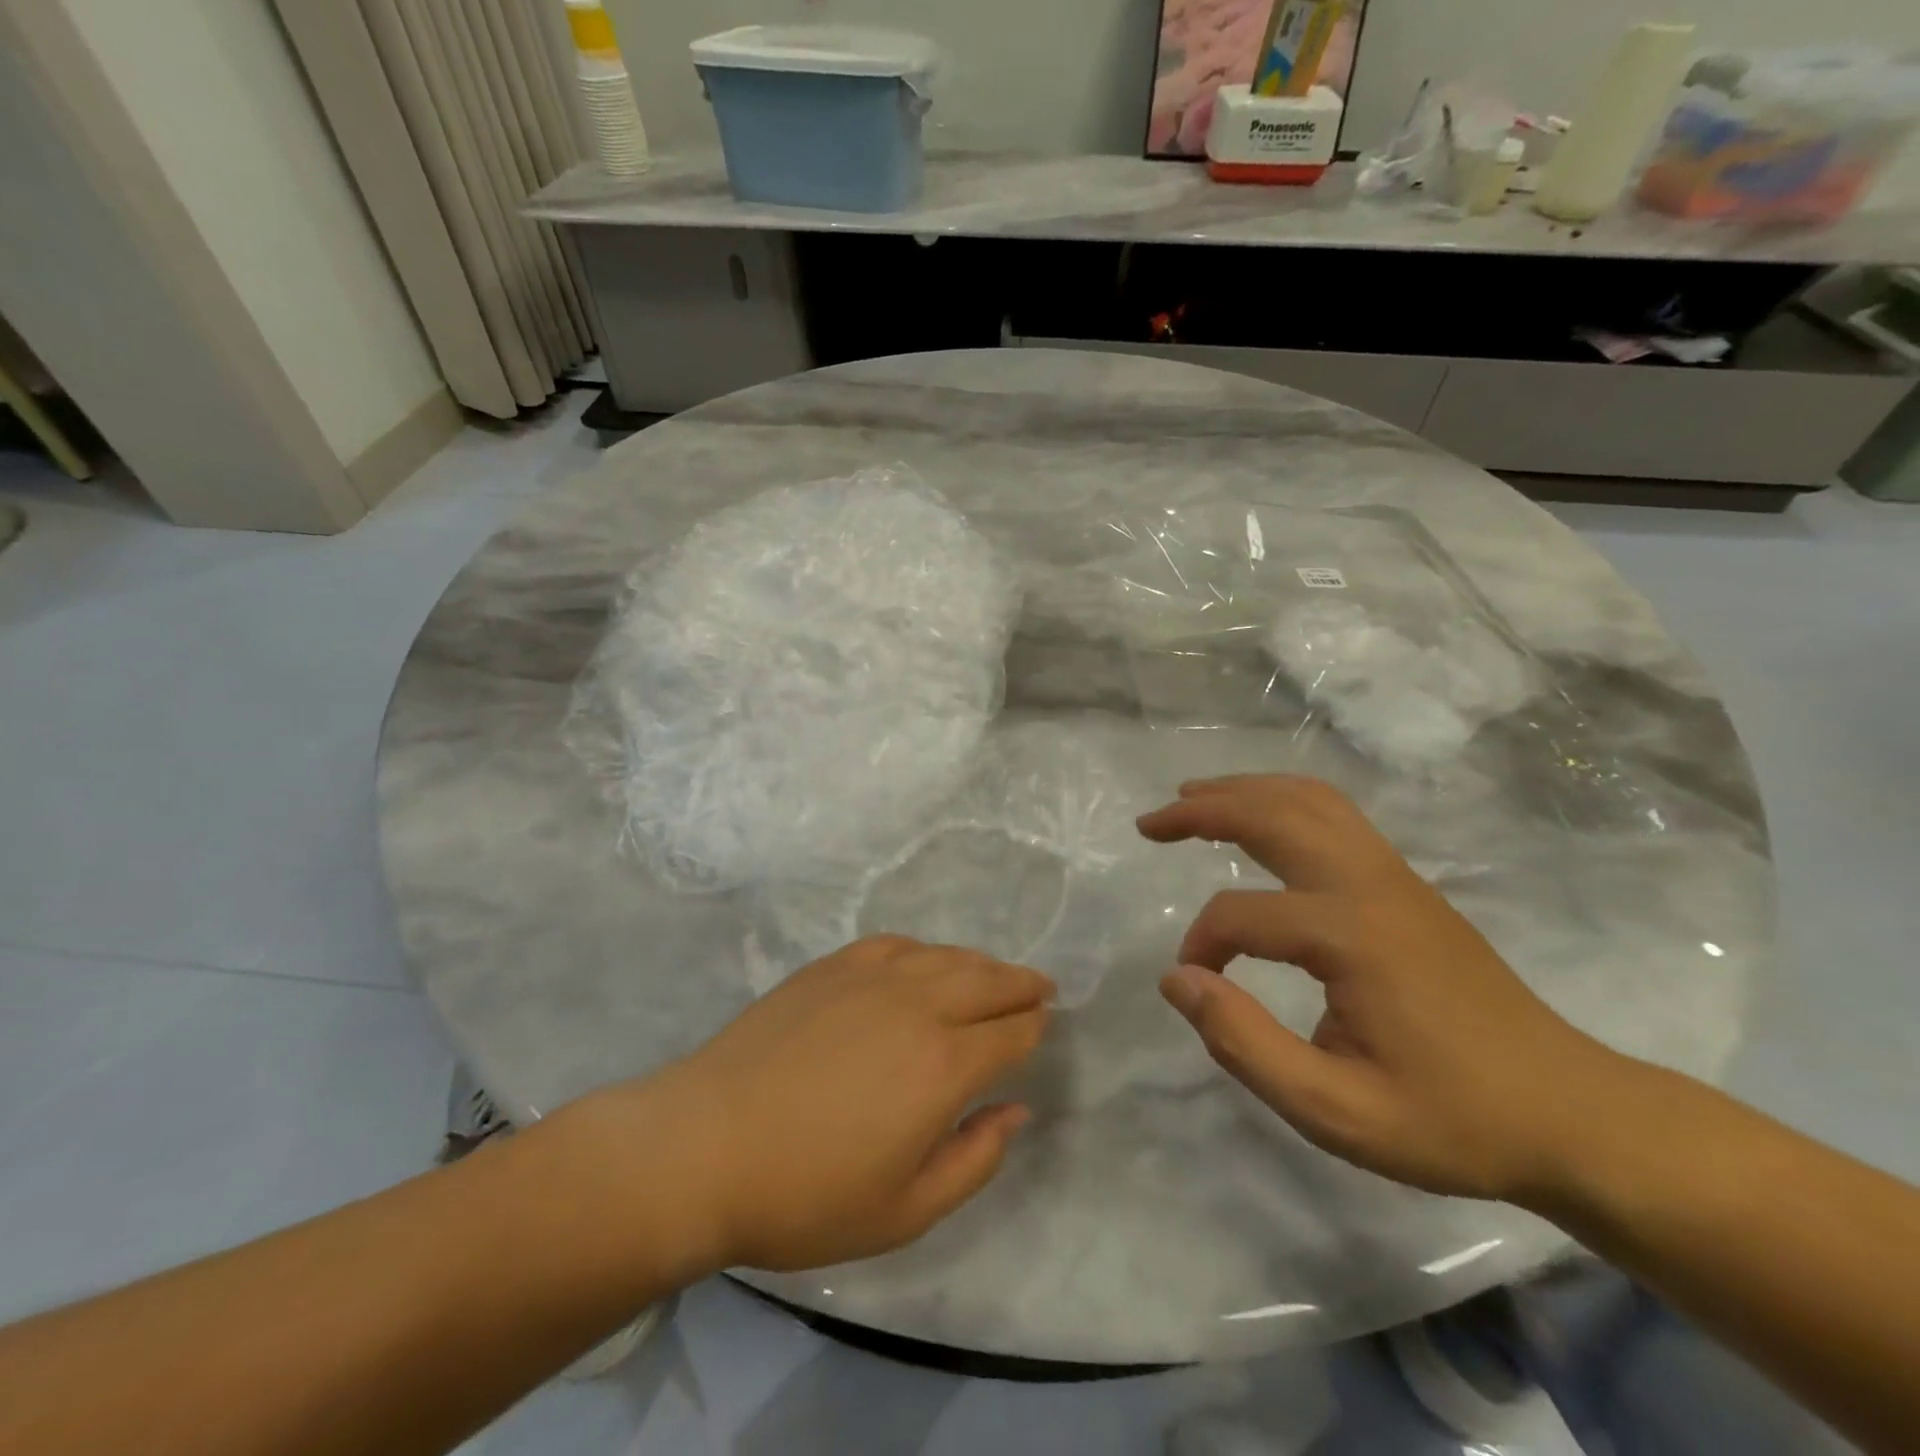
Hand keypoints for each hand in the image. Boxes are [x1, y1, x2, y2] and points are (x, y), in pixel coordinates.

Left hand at [582, 937, 1050, 1275]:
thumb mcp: (905, 1211)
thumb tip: (1017, 1110)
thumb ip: (975, 1158)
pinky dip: (925, 950)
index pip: (1010, 1034)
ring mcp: (871, 977)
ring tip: (995, 974)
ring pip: (946, 956)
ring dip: (980, 964)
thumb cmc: (806, 1195)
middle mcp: (917, 1006)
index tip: (1046, 1025)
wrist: (704, 1146)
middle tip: (1040, 988)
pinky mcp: (832, 966)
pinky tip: (924, 961)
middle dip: (1021, 984)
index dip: (1035, 1028)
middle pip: (987, 981)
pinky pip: (896, 945)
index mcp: (943, 1066)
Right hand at [1138, 775, 1623, 1203]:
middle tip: (1151, 821)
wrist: (1572, 1114)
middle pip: (1273, 815)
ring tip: (1193, 797)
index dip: (1202, 946)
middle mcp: (1371, 885)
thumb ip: (1244, 1044)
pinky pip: (1336, 815)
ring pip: (1308, 800)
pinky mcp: (1407, 884)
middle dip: (1203, 809)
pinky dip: (1284, 800)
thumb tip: (1177, 978)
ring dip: (1244, 791)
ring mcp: (1395, 876)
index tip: (1194, 985)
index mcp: (1352, 935)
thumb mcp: (1337, 1111)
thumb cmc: (1452, 1119)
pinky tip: (1262, 817)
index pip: (1241, 916)